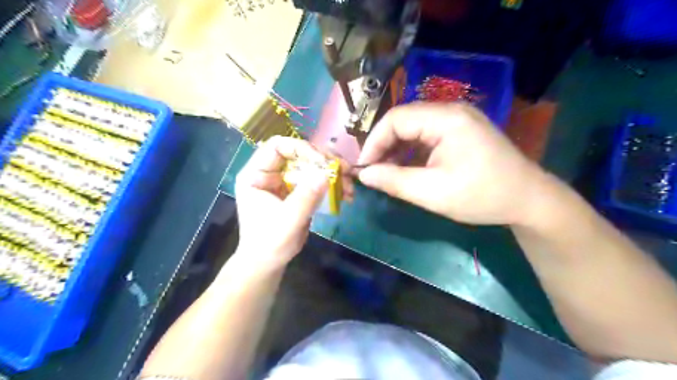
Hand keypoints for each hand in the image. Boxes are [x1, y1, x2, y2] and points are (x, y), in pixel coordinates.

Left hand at [236, 136, 352, 272]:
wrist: (268, 263)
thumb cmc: (270, 243)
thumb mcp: (288, 221)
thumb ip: (306, 197)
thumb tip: (326, 174)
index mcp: (257, 175)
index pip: (277, 146)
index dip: (301, 149)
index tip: (322, 162)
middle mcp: (270, 173)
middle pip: (298, 153)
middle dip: (323, 160)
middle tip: (344, 170)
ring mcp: (284, 181)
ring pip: (311, 166)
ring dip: (332, 172)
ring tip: (348, 186)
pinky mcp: (297, 191)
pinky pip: (316, 180)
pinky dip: (332, 184)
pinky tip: (345, 194)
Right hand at [359, 101, 542, 225]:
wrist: (528, 200)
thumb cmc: (482, 196)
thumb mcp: (433, 192)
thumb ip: (394, 181)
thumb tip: (364, 174)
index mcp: (446, 119)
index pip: (396, 119)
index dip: (374, 142)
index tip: (364, 167)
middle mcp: (451, 111)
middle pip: (404, 121)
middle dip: (384, 146)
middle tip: (373, 171)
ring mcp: (458, 120)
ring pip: (414, 128)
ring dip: (397, 149)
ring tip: (387, 172)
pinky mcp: (460, 131)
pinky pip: (427, 135)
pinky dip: (412, 151)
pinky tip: (406, 168)